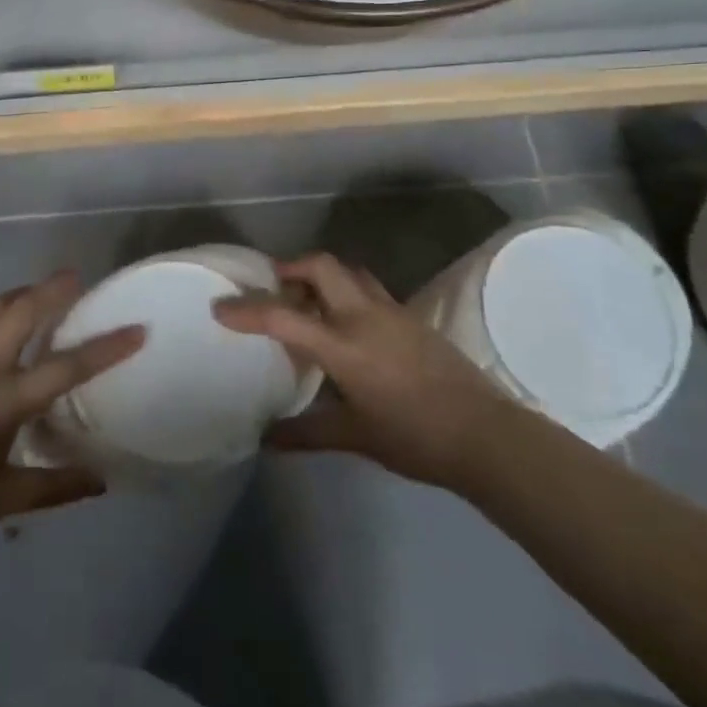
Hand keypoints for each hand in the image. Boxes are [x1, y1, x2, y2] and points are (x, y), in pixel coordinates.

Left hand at [0, 271, 143, 539]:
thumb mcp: (4, 499)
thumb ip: (55, 488)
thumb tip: (101, 481)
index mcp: (8, 400)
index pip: (68, 367)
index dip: (107, 348)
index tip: (137, 328)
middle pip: (24, 312)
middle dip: (53, 289)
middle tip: (74, 276)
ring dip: (16, 296)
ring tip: (33, 293)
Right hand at [215, 252, 503, 487]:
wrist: (485, 434)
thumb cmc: (415, 437)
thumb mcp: (355, 437)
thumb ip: (306, 433)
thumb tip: (265, 439)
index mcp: (344, 346)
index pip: (284, 318)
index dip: (248, 311)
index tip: (221, 308)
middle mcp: (364, 316)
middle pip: (321, 266)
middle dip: (290, 268)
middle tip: (272, 287)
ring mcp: (392, 311)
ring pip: (349, 272)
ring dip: (321, 276)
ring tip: (307, 301)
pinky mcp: (411, 317)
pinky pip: (369, 289)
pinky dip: (347, 292)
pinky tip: (347, 324)